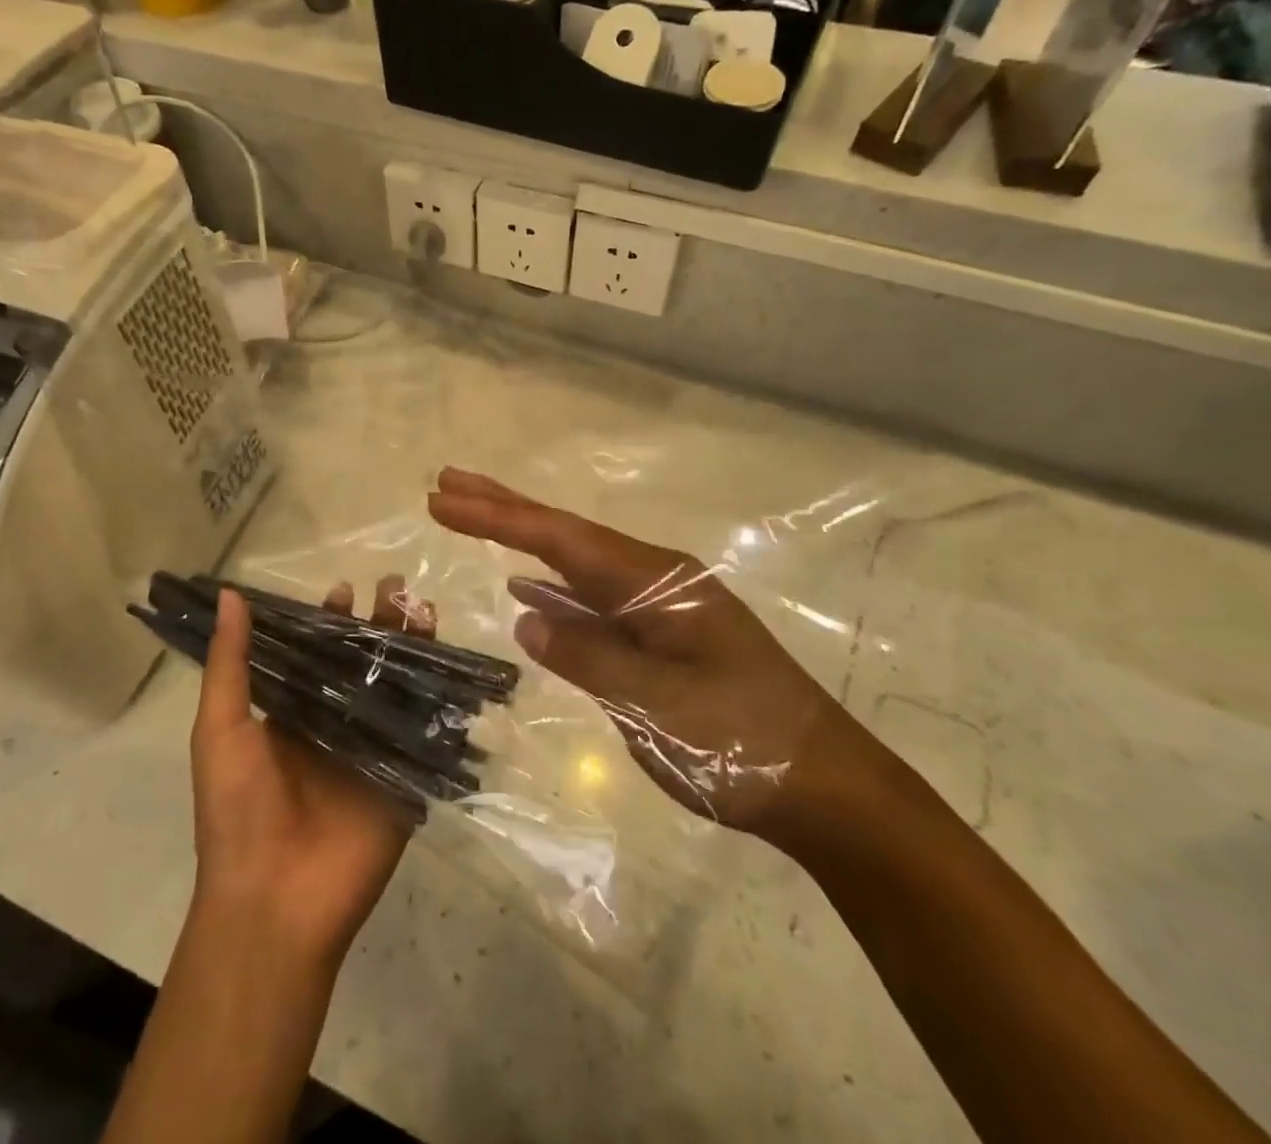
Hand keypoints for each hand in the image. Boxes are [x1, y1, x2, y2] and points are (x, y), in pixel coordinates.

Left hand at [188, 579, 426, 973]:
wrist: (274, 902)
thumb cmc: (237, 811)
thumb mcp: (222, 730)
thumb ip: (231, 664)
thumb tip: (231, 595)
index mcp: (292, 714)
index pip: (316, 654)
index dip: (329, 621)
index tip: (344, 589)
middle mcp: (335, 725)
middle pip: (363, 663)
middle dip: (379, 625)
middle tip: (396, 586)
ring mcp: (373, 750)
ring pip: (397, 686)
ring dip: (411, 648)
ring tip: (423, 608)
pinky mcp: (404, 777)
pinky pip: (424, 729)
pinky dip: (439, 696)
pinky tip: (451, 662)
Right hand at [428, 468, 881, 847]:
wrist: (827, 787)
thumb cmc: (744, 746)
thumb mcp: (658, 706)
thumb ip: (587, 656)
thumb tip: (524, 616)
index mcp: (656, 582)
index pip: (561, 539)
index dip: (498, 517)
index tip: (443, 498)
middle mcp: (655, 579)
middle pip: (566, 534)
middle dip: (504, 508)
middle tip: (447, 483)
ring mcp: (660, 606)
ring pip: (576, 564)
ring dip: (523, 541)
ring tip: (475, 518)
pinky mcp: (661, 636)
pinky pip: (593, 599)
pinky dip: (553, 588)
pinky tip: (528, 590)